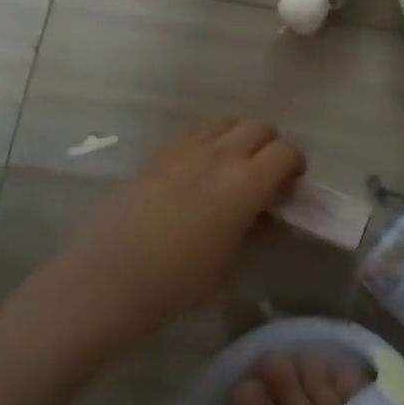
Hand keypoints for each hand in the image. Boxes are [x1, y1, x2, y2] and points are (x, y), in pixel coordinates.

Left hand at [50, 119, 304, 350]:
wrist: (109, 278)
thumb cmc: (178, 282)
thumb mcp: (231, 264)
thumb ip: (255, 230)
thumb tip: (267, 215)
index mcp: (247, 182)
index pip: (286, 152)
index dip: (295, 164)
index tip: (291, 184)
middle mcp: (221, 154)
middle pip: (259, 127)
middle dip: (270, 145)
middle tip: (265, 174)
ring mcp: (187, 149)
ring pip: (226, 122)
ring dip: (239, 138)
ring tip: (231, 166)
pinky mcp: (158, 153)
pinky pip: (194, 131)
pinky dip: (207, 140)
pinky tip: (197, 167)